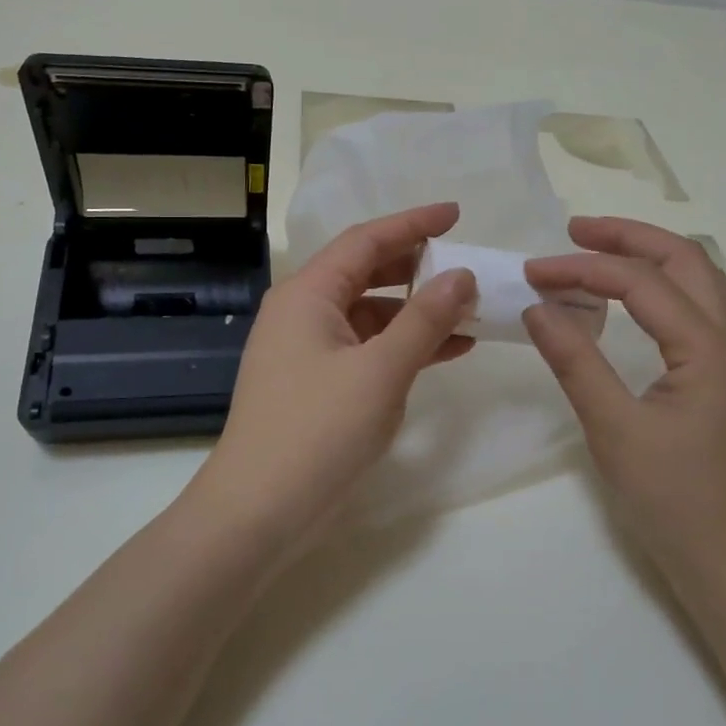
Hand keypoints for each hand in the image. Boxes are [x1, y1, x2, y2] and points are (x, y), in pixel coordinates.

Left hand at [196, 204, 476, 545]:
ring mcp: (308, 349)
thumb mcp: (381, 371)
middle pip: (366, 272)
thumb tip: (461, 275)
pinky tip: (444, 352)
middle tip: (464, 265)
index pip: (366, 241)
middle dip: (416, 267)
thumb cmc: (317, 431)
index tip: (456, 214)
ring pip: (370, 313)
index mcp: (308, 294)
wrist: (257, 512)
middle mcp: (303, 312)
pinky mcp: (316, 383)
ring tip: (467, 313)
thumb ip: (425, 319)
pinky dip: (402, 346)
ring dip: (416, 312)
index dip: (413, 223)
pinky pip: (366, 348)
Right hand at [523, 217, 725, 582]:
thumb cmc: (674, 500)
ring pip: (696, 282)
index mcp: (709, 348)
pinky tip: (624, 305)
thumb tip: (537, 307)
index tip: (533, 272)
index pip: (641, 283)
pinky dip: (657, 291)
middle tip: (574, 232)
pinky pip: (693, 312)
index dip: (582, 269)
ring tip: (595, 254)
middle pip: (685, 260)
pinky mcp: (724, 380)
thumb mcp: (614, 428)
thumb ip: (575, 361)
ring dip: (648, 259)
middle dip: (628, 238)